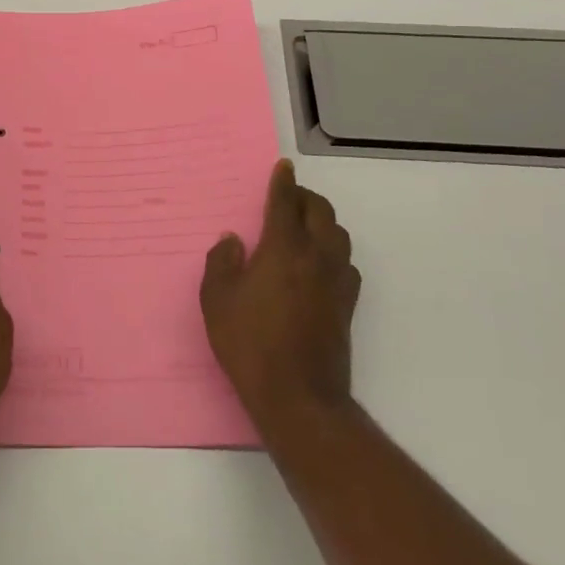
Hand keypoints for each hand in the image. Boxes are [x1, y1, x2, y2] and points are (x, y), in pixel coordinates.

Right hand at [201, 160, 360, 437]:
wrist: (299, 397)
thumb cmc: (250, 344)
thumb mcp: (217, 301)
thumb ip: (221, 263)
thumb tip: (233, 241)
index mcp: (283, 248)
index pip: (286, 202)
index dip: (283, 181)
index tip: (283, 166)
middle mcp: (316, 257)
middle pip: (320, 212)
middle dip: (305, 197)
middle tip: (288, 197)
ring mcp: (337, 282)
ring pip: (339, 235)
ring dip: (322, 222)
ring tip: (303, 228)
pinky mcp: (347, 306)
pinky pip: (347, 264)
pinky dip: (334, 252)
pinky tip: (319, 265)